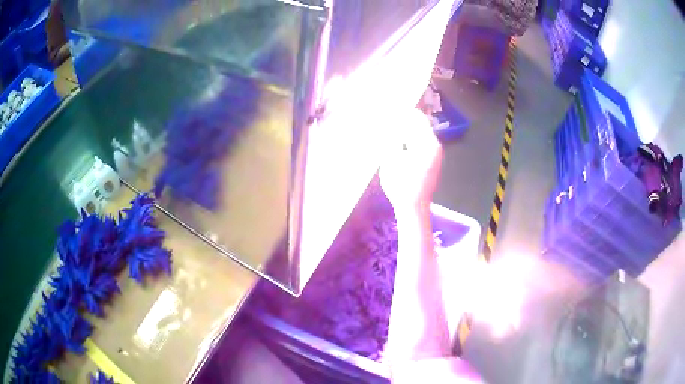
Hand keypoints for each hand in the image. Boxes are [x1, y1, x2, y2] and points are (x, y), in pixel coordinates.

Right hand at [379, 108, 442, 213]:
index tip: (388, 112)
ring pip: (418, 137)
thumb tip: (389, 124)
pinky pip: (419, 146)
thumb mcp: (391, 158)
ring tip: (389, 135)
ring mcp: (434, 156)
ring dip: (405, 134)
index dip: (402, 113)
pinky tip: (397, 148)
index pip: (416, 117)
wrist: (413, 209)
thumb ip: (391, 138)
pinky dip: (408, 144)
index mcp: (428, 142)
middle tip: (386, 124)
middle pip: (418, 126)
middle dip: (403, 124)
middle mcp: (435, 146)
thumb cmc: (402, 184)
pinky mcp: (430, 164)